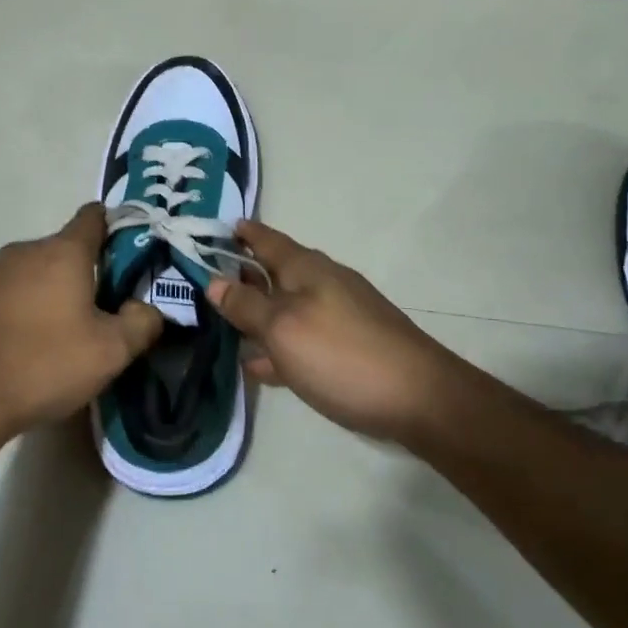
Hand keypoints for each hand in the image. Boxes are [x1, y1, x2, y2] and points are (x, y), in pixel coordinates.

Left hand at [0, 204, 163, 445]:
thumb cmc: (43, 365)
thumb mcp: (111, 352)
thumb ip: (142, 322)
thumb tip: (147, 308)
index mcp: (62, 251)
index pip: (94, 216)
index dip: (117, 228)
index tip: (132, 257)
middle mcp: (24, 251)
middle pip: (66, 248)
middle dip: (89, 272)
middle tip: (106, 311)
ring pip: (37, 272)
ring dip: (55, 292)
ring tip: (67, 333)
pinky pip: (12, 292)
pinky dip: (27, 308)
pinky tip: (30, 345)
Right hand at [206, 221, 462, 443]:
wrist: (420, 399)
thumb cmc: (342, 355)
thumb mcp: (283, 328)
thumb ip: (246, 306)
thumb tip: (213, 281)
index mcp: (306, 269)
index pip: (267, 240)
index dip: (242, 234)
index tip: (216, 228)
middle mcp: (323, 284)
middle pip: (276, 273)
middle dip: (244, 275)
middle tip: (208, 281)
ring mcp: (339, 316)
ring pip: (287, 308)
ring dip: (259, 314)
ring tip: (225, 325)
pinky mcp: (349, 349)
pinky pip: (302, 339)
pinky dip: (279, 345)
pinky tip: (261, 367)